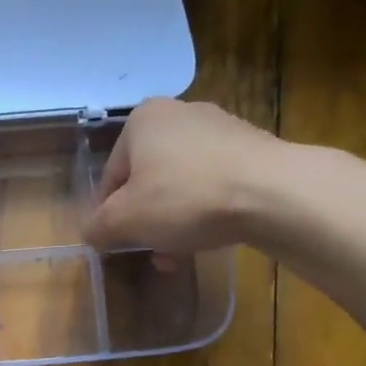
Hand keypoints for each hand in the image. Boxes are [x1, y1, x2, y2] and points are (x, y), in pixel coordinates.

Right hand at [83, 97, 288, 255]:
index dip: (110, 215)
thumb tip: (92, 233)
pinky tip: (212, 235)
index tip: (120, 243)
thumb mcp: (125, 220)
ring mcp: (221, 127)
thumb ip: (98, 227)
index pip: (111, 176)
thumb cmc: (185, 198)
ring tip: (182, 252)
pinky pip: (215, 183)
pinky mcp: (253, 147)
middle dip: (147, 219)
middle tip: (154, 250)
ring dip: (175, 219)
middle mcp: (180, 113)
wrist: (273, 192)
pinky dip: (207, 209)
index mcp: (142, 120)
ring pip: (182, 183)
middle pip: (148, 179)